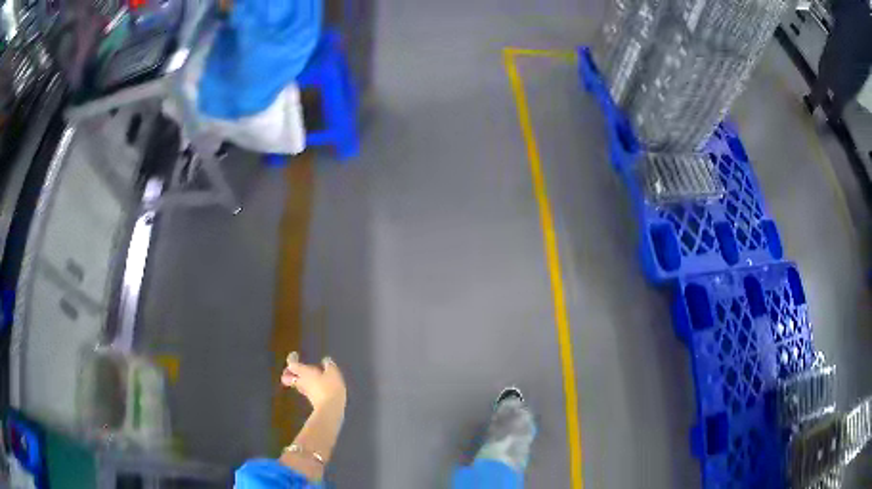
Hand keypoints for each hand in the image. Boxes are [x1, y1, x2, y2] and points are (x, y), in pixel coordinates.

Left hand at [281, 352, 346, 409]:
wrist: (330, 409)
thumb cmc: (330, 387)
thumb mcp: (333, 373)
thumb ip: (329, 365)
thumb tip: (326, 360)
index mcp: (304, 372)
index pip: (292, 364)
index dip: (292, 358)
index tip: (294, 354)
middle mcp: (301, 381)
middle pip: (289, 376)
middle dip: (289, 372)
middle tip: (295, 368)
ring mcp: (305, 391)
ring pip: (296, 383)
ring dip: (298, 378)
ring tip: (308, 375)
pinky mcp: (312, 399)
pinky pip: (305, 389)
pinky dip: (307, 385)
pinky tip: (316, 384)